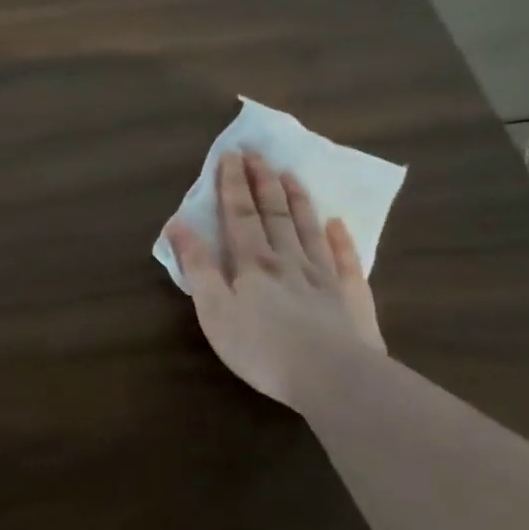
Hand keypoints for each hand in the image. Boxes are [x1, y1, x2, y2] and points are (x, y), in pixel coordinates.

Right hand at [162, 150, 382, 410]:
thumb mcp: (213, 309)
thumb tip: (177, 224)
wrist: (332, 376)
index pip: (240, 215)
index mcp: (251, 263)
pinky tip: (338, 224)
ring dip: (298, 200)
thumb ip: (197, 266)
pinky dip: (342, 240)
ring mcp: (323, 277)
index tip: (230, 154)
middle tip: (257, 153)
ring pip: (308, 229)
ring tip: (290, 174)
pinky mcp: (351, 298)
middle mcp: (288, 260)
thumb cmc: (261, 347)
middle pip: (274, 214)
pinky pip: (345, 260)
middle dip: (262, 182)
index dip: (233, 185)